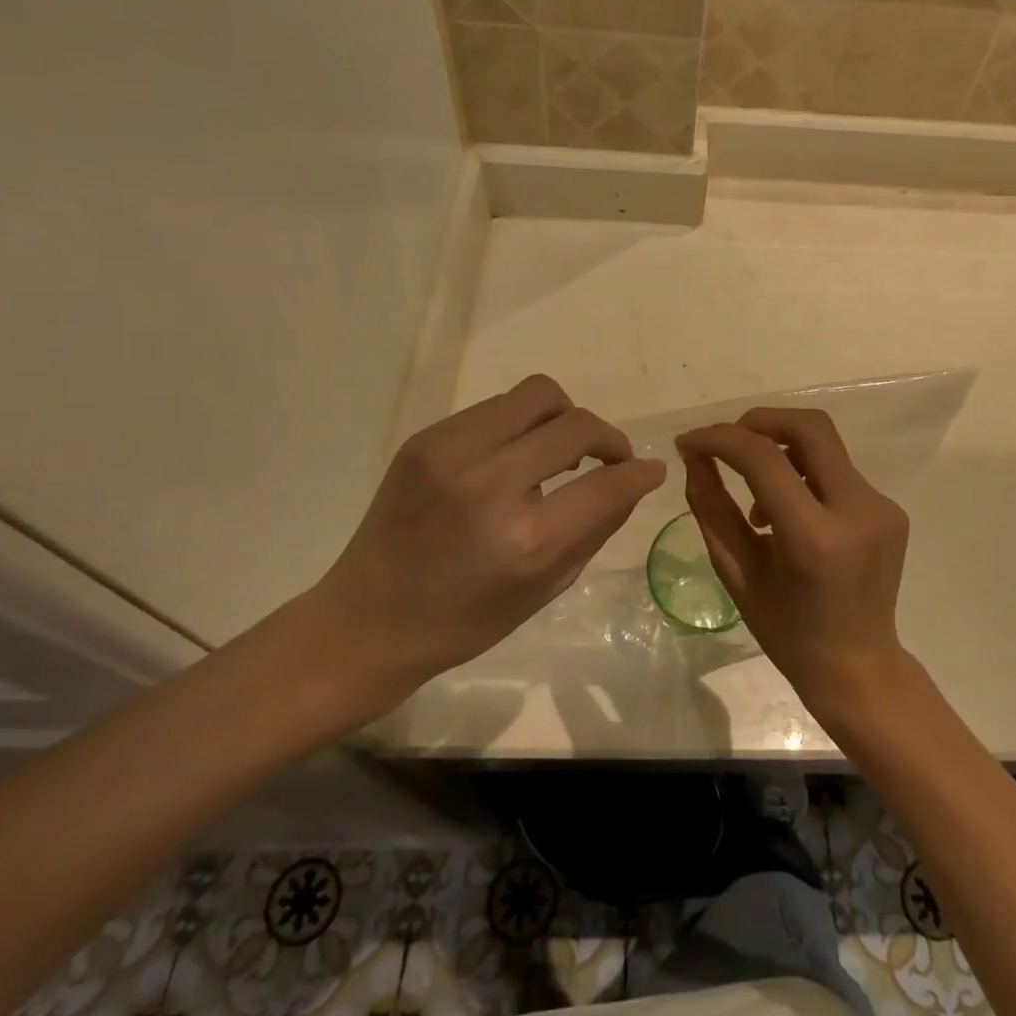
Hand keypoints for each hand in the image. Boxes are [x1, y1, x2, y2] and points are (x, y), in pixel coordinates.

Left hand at [311, 376, 663, 714]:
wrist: (365, 620)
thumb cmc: (464, 620)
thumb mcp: (545, 590)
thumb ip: (596, 527)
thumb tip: (634, 479)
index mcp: (525, 539)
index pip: (606, 483)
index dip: (638, 473)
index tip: (649, 470)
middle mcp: (490, 483)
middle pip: (576, 423)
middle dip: (606, 438)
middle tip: (606, 460)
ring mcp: (452, 452)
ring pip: (538, 394)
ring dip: (563, 419)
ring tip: (557, 452)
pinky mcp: (426, 437)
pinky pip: (497, 407)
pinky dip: (521, 426)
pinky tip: (511, 457)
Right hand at [677, 408, 909, 710]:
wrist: (859, 668)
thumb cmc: (787, 632)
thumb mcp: (736, 572)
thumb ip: (711, 508)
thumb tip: (695, 455)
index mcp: (815, 539)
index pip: (764, 458)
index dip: (720, 439)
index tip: (689, 443)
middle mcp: (857, 511)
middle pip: (808, 427)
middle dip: (758, 421)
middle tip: (726, 444)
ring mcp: (881, 507)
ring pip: (824, 444)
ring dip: (781, 449)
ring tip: (757, 501)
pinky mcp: (890, 508)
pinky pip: (837, 470)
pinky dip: (803, 475)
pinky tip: (788, 513)